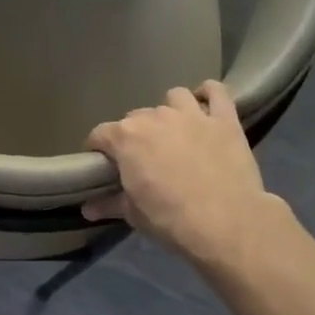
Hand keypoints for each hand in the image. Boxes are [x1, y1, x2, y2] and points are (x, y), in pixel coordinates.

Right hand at [84, 81, 291, 265]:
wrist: (226, 222)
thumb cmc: (170, 219)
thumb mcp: (134, 215)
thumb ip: (109, 204)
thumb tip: (88, 208)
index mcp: (126, 138)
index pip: (99, 134)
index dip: (98, 150)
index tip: (103, 166)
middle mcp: (155, 117)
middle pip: (135, 118)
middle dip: (134, 135)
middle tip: (143, 159)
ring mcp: (192, 114)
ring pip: (173, 98)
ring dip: (169, 112)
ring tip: (173, 132)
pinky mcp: (224, 119)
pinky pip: (216, 91)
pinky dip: (208, 95)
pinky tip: (205, 107)